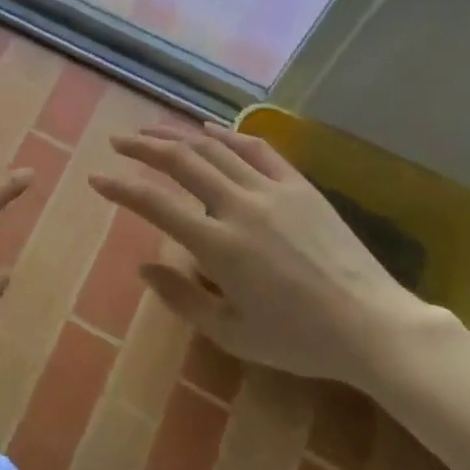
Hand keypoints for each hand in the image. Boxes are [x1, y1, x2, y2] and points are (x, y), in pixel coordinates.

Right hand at [88, 122, 434, 386]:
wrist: (373, 326)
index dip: (121, 188)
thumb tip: (144, 266)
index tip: (97, 179)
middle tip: (118, 141)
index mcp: (219, 246)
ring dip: (178, 135)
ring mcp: (271, 190)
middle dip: (143, 147)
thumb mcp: (234, 336)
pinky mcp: (299, 185)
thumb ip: (183, 300)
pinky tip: (209, 130)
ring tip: (153, 129)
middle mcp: (238, 207)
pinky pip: (256, 149)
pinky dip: (227, 135)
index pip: (156, 204)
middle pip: (181, 161)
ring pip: (214, 148)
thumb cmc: (300, 340)